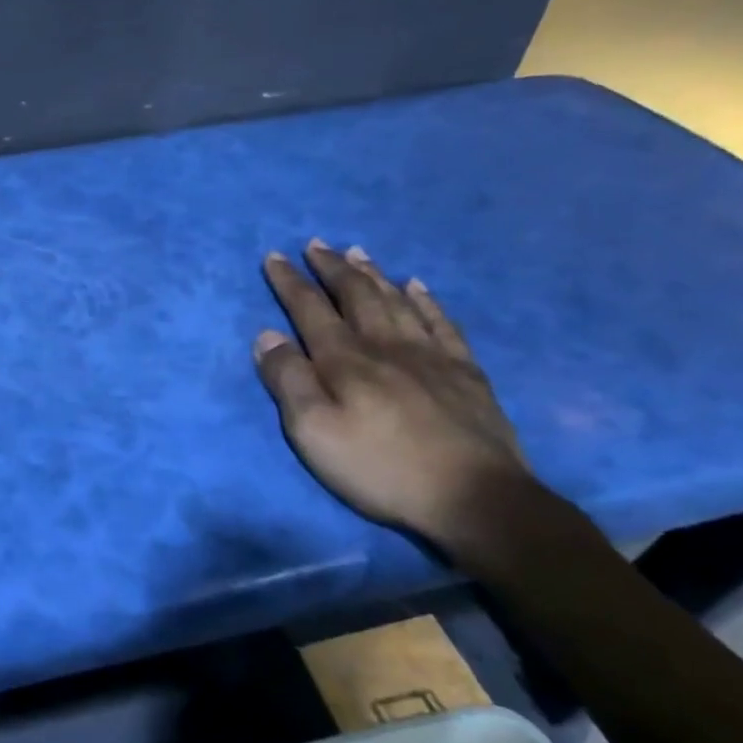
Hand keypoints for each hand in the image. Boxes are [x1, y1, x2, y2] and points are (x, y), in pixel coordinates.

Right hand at [254, 240, 532, 551]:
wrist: (474, 497)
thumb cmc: (380, 467)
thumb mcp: (313, 432)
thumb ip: (288, 381)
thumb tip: (267, 335)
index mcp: (345, 360)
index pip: (310, 309)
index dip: (289, 282)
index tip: (274, 256)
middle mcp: (385, 345)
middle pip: (355, 295)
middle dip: (331, 268)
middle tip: (316, 244)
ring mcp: (431, 355)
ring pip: (397, 301)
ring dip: (373, 274)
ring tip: (357, 252)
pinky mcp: (465, 372)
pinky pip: (442, 322)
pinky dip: (426, 300)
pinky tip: (418, 286)